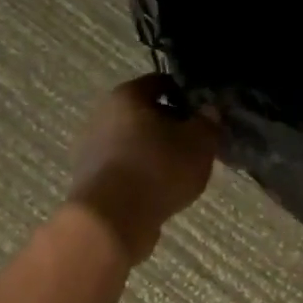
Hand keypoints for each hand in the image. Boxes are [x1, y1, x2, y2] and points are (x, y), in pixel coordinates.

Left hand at [64, 75, 218, 263]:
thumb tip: (210, 110)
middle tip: (196, 143)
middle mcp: (103, 115)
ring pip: (134, 142)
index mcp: (127, 95)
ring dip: (157, 151)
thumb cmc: (158, 169)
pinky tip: (162, 190)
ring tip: (182, 170)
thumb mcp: (199, 143)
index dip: (186, 94)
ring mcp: (93, 149)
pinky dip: (144, 174)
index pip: (161, 82)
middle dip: (171, 125)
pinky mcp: (92, 179)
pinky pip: (126, 168)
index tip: (205, 112)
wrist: (112, 219)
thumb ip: (208, 122)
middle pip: (145, 113)